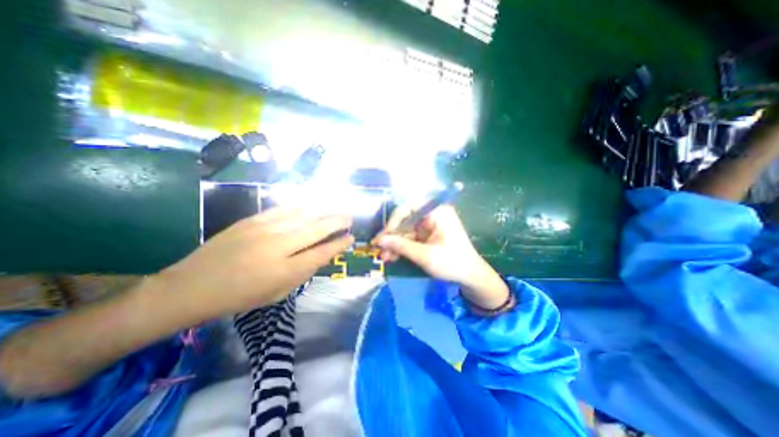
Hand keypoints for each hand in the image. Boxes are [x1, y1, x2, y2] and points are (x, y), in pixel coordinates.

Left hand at [153, 206, 353, 318]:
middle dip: (337, 222)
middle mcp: (279, 247)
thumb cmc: (240, 297)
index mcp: (286, 271)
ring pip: (303, 215)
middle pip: (317, 229)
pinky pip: (284, 209)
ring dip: (324, 211)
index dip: (340, 244)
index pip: (323, 252)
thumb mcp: (278, 293)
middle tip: (349, 218)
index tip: (351, 238)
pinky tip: (313, 203)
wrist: (192, 286)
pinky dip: (302, 205)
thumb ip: (303, 273)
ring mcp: (264, 230)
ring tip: (337, 209)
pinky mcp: (252, 220)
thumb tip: (322, 254)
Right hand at [373, 206, 509, 309]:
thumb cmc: (452, 263)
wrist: (470, 277)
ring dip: (394, 244)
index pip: (409, 207)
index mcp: (437, 212)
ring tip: (384, 257)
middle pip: (405, 220)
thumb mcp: (426, 255)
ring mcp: (429, 226)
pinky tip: (392, 257)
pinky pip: (410, 238)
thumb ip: (402, 246)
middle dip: (392, 236)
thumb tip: (380, 240)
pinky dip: (401, 247)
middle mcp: (432, 215)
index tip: (385, 235)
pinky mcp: (427, 236)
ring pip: (406, 231)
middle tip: (379, 249)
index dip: (394, 220)